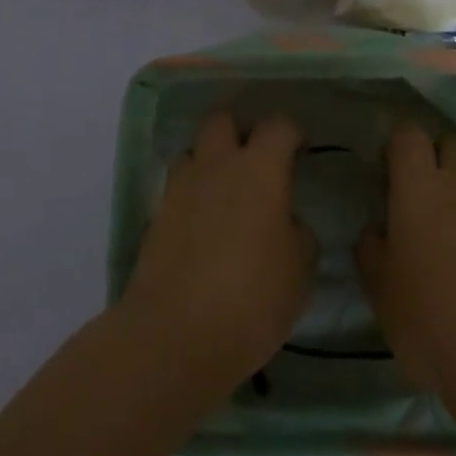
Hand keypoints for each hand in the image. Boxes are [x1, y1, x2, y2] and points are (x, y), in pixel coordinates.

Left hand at [119, 112, 316, 401]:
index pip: (278, 125)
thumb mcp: (299, 271)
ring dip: (209, 163)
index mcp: (259, 168)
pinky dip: (191, 198)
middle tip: (255, 163)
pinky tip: (203, 229)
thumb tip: (288, 221)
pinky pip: (177, 189)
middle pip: (222, 120)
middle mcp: (217, 164)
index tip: (299, 152)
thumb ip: (298, 234)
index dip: (291, 134)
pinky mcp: (156, 215)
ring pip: (194, 152)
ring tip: (225, 196)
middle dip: (239, 131)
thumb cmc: (251, 298)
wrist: (175, 336)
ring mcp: (181, 187)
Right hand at [357, 121, 455, 416]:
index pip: (408, 134)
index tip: (389, 171)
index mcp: (419, 187)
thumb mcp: (381, 291)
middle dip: (437, 157)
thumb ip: (372, 249)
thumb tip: (376, 229)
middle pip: (451, 144)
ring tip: (454, 228)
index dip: (398, 146)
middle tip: (423, 194)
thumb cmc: (432, 322)